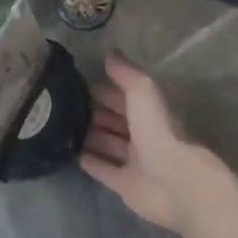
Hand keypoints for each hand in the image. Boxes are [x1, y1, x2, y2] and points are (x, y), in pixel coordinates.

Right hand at [80, 52, 218, 235]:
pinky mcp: (126, 184)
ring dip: (90, 136)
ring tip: (62, 128)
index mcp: (148, 110)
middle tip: (64, 106)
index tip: (76, 82)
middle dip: (93, 112)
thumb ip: (126, 73)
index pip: (122, 95)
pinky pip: (104, 170)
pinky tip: (73, 155)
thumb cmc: (158, 132)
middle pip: (114, 119)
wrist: (175, 183)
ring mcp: (134, 160)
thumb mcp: (142, 92)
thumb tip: (110, 53)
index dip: (103, 88)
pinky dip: (91, 162)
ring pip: (108, 143)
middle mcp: (142, 133)